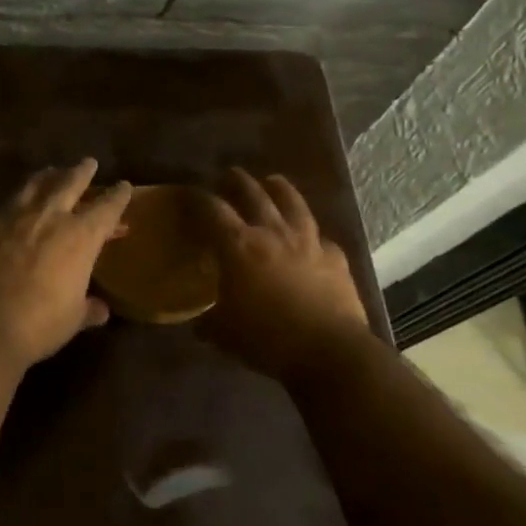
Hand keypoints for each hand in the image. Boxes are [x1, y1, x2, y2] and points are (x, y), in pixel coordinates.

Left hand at [0, 159, 133, 367]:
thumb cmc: (41, 323)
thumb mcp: (73, 318)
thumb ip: (88, 308)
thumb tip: (100, 309)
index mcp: (81, 236)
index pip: (107, 208)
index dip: (118, 196)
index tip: (124, 186)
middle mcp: (51, 216)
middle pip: (70, 183)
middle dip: (82, 172)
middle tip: (88, 163)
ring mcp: (16, 216)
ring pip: (35, 185)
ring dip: (47, 177)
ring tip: (51, 171)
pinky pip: (7, 204)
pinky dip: (17, 201)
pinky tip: (15, 204)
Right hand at [200, 169, 369, 375]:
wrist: (330, 351)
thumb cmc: (267, 339)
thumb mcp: (225, 334)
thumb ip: (210, 323)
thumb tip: (200, 325)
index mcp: (238, 246)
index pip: (212, 210)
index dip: (198, 199)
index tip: (190, 193)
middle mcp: (272, 233)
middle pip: (253, 194)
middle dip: (238, 181)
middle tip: (229, 174)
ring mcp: (308, 242)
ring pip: (292, 203)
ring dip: (280, 188)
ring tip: (272, 180)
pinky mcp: (335, 257)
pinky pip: (321, 237)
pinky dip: (312, 233)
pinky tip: (311, 236)